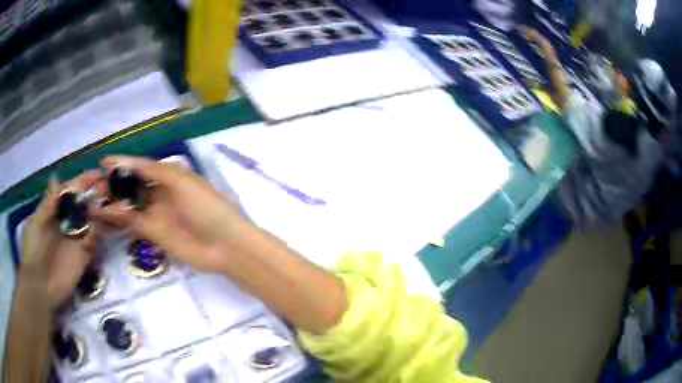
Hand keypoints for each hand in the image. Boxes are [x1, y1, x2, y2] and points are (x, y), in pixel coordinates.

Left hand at [22, 171, 100, 309]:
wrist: (40, 287)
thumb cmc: (33, 251)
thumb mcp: (35, 224)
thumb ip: (47, 204)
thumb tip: (56, 179)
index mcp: (54, 211)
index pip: (69, 192)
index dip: (81, 182)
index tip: (96, 173)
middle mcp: (66, 222)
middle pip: (82, 203)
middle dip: (94, 194)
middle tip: (107, 188)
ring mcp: (76, 239)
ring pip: (90, 221)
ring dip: (98, 212)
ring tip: (106, 206)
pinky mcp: (83, 256)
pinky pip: (93, 241)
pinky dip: (96, 235)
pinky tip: (94, 233)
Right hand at [94, 156, 243, 272]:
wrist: (224, 245)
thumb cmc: (205, 206)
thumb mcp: (180, 180)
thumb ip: (154, 171)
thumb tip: (127, 163)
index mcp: (169, 176)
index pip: (141, 166)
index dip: (123, 163)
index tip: (103, 162)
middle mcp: (160, 193)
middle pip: (132, 185)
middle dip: (114, 183)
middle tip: (93, 183)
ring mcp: (155, 214)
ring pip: (129, 204)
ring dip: (112, 200)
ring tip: (93, 197)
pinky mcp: (153, 233)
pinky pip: (132, 222)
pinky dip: (118, 218)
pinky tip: (103, 213)